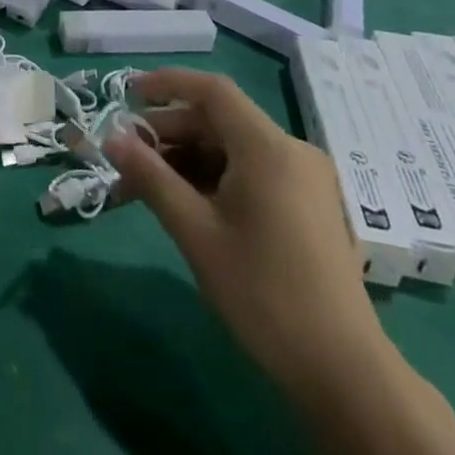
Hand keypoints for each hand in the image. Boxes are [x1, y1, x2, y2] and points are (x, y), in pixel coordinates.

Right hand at [102, 69, 386, 397]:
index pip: (212, 90)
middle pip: (221, 120)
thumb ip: (151, 178)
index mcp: (267, 147)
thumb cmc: (262, 293)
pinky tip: (187, 204)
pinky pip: (253, 172)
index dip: (167, 83)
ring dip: (188, 159)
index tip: (126, 94)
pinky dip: (215, 178)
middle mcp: (291, 151)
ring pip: (234, 148)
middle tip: (127, 158)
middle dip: (170, 133)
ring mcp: (305, 179)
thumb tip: (111, 139)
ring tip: (147, 187)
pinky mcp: (308, 205)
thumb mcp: (195, 231)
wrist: (342, 370)